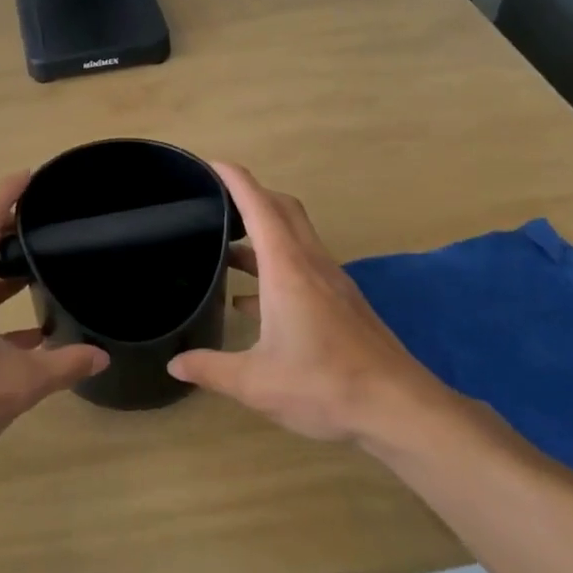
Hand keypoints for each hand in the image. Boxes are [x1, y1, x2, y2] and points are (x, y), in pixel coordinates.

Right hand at [167, 163, 460, 446]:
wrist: (398, 409)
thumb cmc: (324, 386)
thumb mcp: (256, 382)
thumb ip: (210, 368)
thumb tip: (174, 363)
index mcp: (287, 269)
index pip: (259, 206)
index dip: (235, 179)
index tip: (210, 163)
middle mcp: (311, 264)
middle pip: (282, 209)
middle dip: (251, 195)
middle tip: (215, 200)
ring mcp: (331, 281)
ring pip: (295, 236)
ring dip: (263, 231)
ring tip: (226, 246)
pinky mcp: (341, 301)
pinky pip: (303, 264)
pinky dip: (275, 264)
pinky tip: (252, 301)